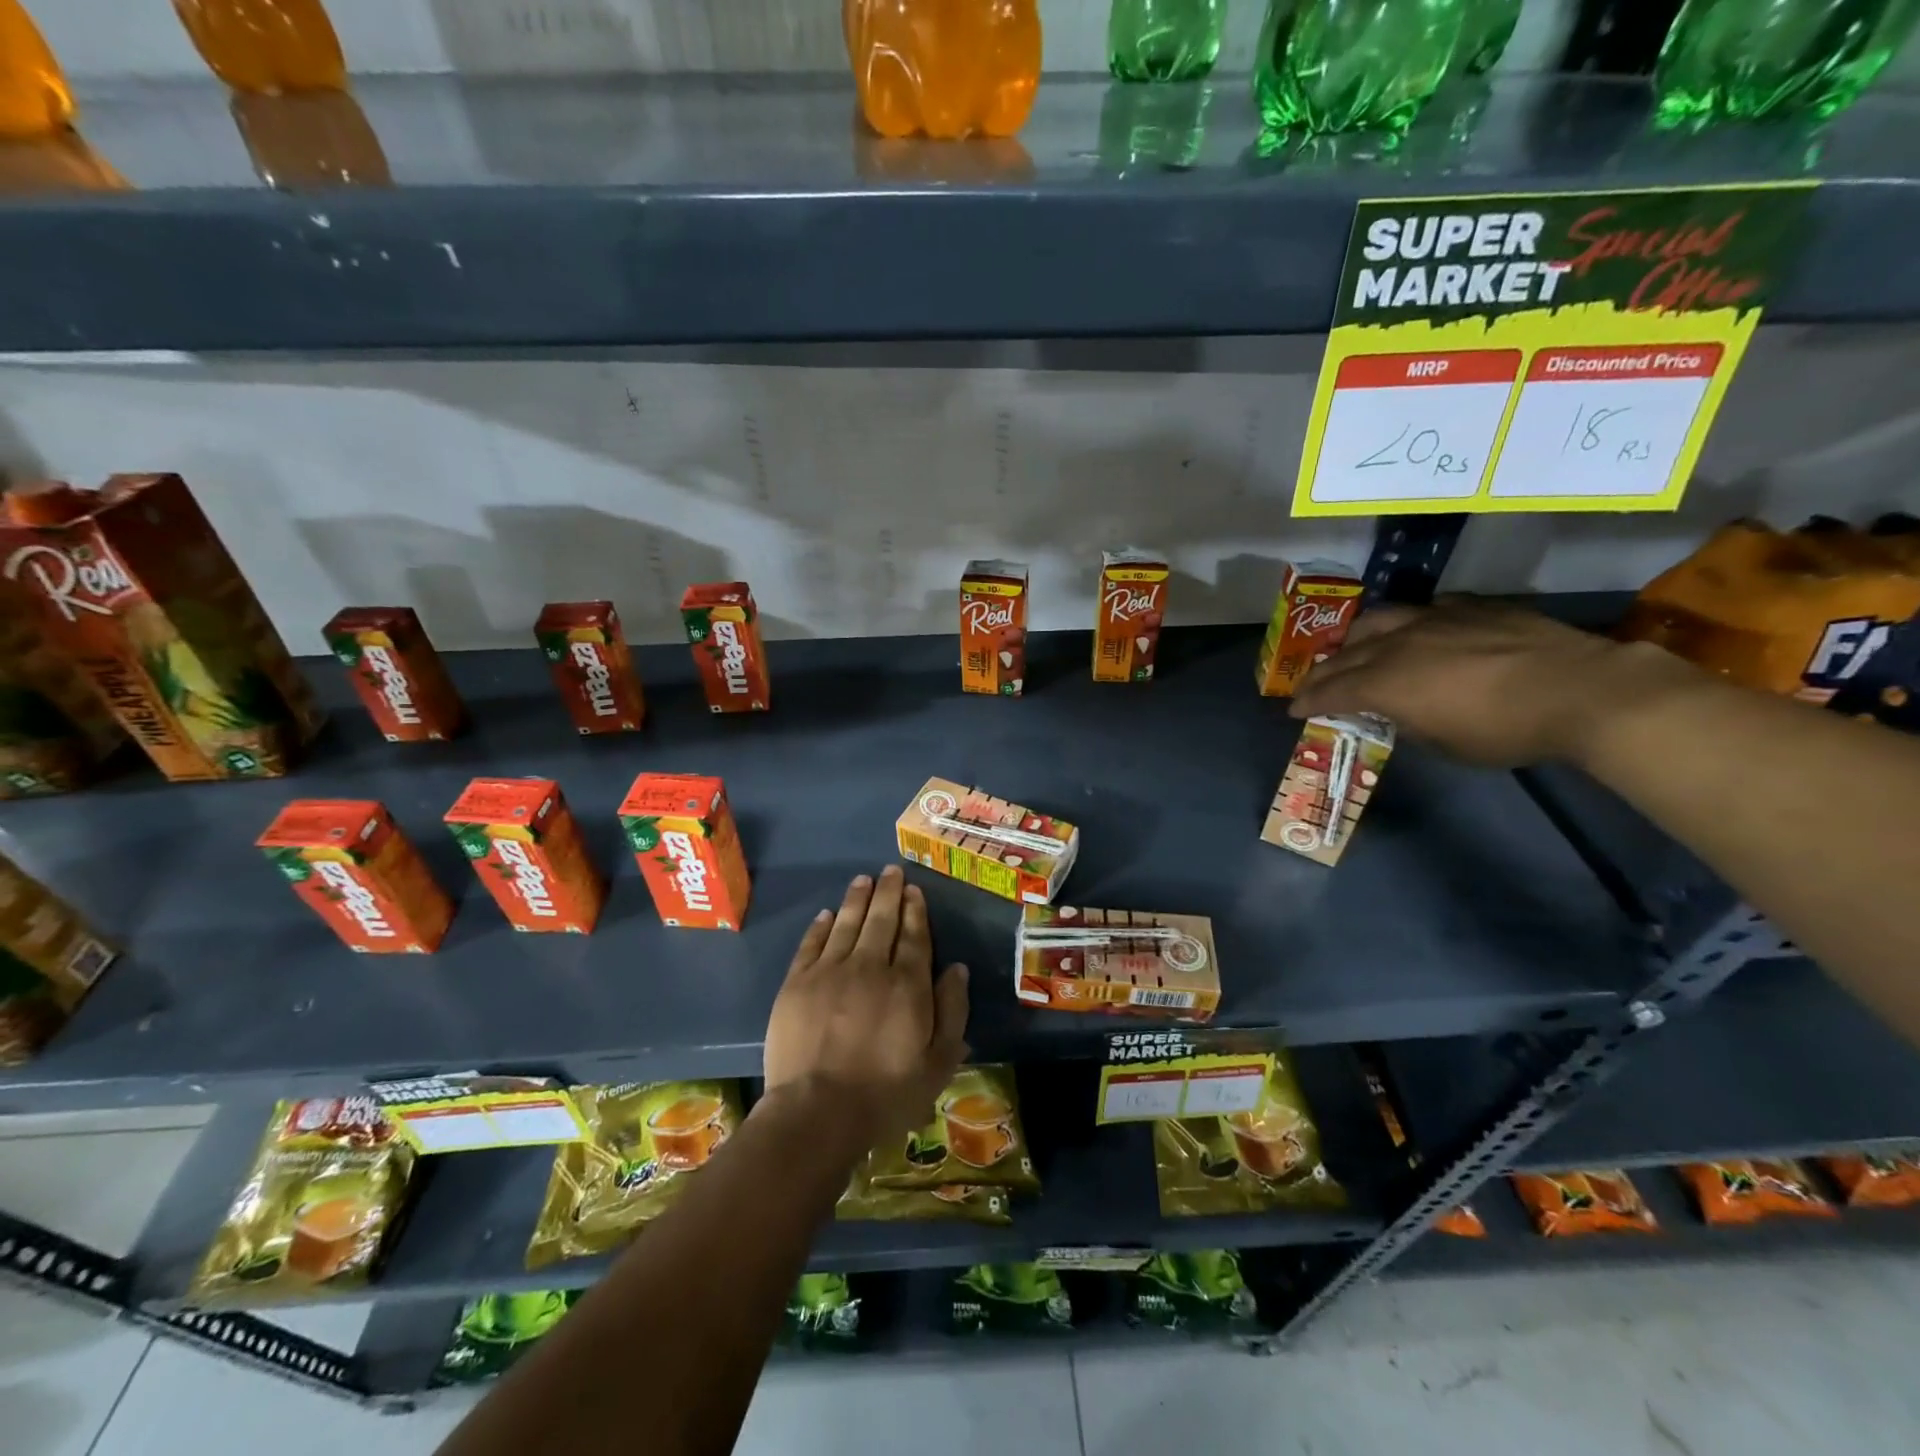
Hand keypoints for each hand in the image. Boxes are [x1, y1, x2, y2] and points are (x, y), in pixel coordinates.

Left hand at [761, 865, 968, 1153]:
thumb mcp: (938, 1063)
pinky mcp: (797, 983)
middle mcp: (870, 966)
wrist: (817, 1112)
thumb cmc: (885, 1094)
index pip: (914, 936)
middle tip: (891, 871)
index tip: (914, 890)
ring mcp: (829, 971)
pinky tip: (828, 914)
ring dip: (857, 899)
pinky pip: (811, 944)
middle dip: (888, 893)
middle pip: (881, 920)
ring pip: (847, 923)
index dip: (915, 910)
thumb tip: (956, 969)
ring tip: (864, 879)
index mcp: (907, 984)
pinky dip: (821, 925)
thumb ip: (952, 1011)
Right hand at [1290, 599, 1703, 768]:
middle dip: (1321, 672)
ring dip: (1355, 638)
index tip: (1295, 710)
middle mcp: (1398, 644)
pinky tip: (1414, 631)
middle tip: (1311, 685)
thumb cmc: (1505, 730)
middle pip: (1345, 655)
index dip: (1309, 700)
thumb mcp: (1444, 743)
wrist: (1582, 690)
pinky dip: (1406, 623)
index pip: (1332, 690)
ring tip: (1352, 648)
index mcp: (1386, 683)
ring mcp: (1434, 619)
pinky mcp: (1469, 607)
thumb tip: (1396, 711)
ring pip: (1377, 620)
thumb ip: (1408, 722)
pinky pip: (1423, 609)